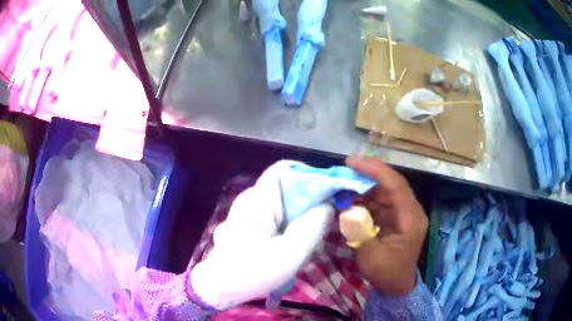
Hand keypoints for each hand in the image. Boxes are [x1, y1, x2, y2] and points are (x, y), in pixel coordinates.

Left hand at [189, 161, 333, 309]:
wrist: (219, 289)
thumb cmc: (252, 272)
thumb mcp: (290, 253)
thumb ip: (313, 226)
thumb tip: (327, 205)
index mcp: (257, 200)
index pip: (284, 169)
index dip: (308, 175)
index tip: (328, 193)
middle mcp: (250, 200)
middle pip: (285, 188)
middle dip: (307, 202)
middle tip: (321, 223)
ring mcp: (245, 213)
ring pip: (280, 204)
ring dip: (298, 217)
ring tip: (307, 238)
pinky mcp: (246, 225)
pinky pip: (273, 217)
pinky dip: (287, 225)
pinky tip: (291, 245)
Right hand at [346, 156, 427, 295]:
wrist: (396, 285)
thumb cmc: (387, 273)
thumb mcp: (371, 257)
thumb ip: (360, 231)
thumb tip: (347, 208)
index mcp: (411, 219)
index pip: (396, 186)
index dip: (375, 170)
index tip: (352, 162)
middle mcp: (409, 210)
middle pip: (391, 183)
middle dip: (367, 174)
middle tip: (344, 169)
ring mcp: (402, 212)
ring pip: (383, 189)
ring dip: (363, 186)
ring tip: (343, 184)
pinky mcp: (394, 215)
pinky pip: (379, 200)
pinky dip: (364, 197)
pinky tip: (350, 198)